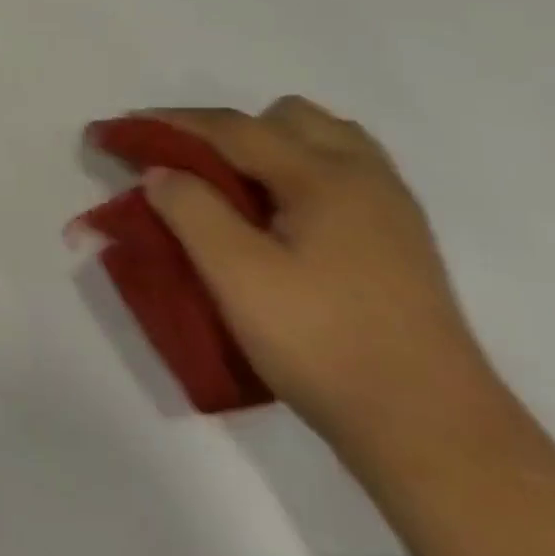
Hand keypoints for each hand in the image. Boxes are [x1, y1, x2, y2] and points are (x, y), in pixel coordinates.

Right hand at [140, 97, 495, 445]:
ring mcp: (389, 207)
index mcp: (324, 175)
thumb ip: (191, 210)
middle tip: (189, 171)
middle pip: (282, 118)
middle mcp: (362, 174)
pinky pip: (339, 173)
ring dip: (267, 149)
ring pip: (319, 141)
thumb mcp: (238, 278)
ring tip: (234, 191)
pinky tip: (280, 220)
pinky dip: (297, 174)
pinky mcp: (400, 240)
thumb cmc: (327, 348)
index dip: (168, 124)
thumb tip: (162, 172)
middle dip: (226, 132)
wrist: (437, 438)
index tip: (117, 128)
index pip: (230, 128)